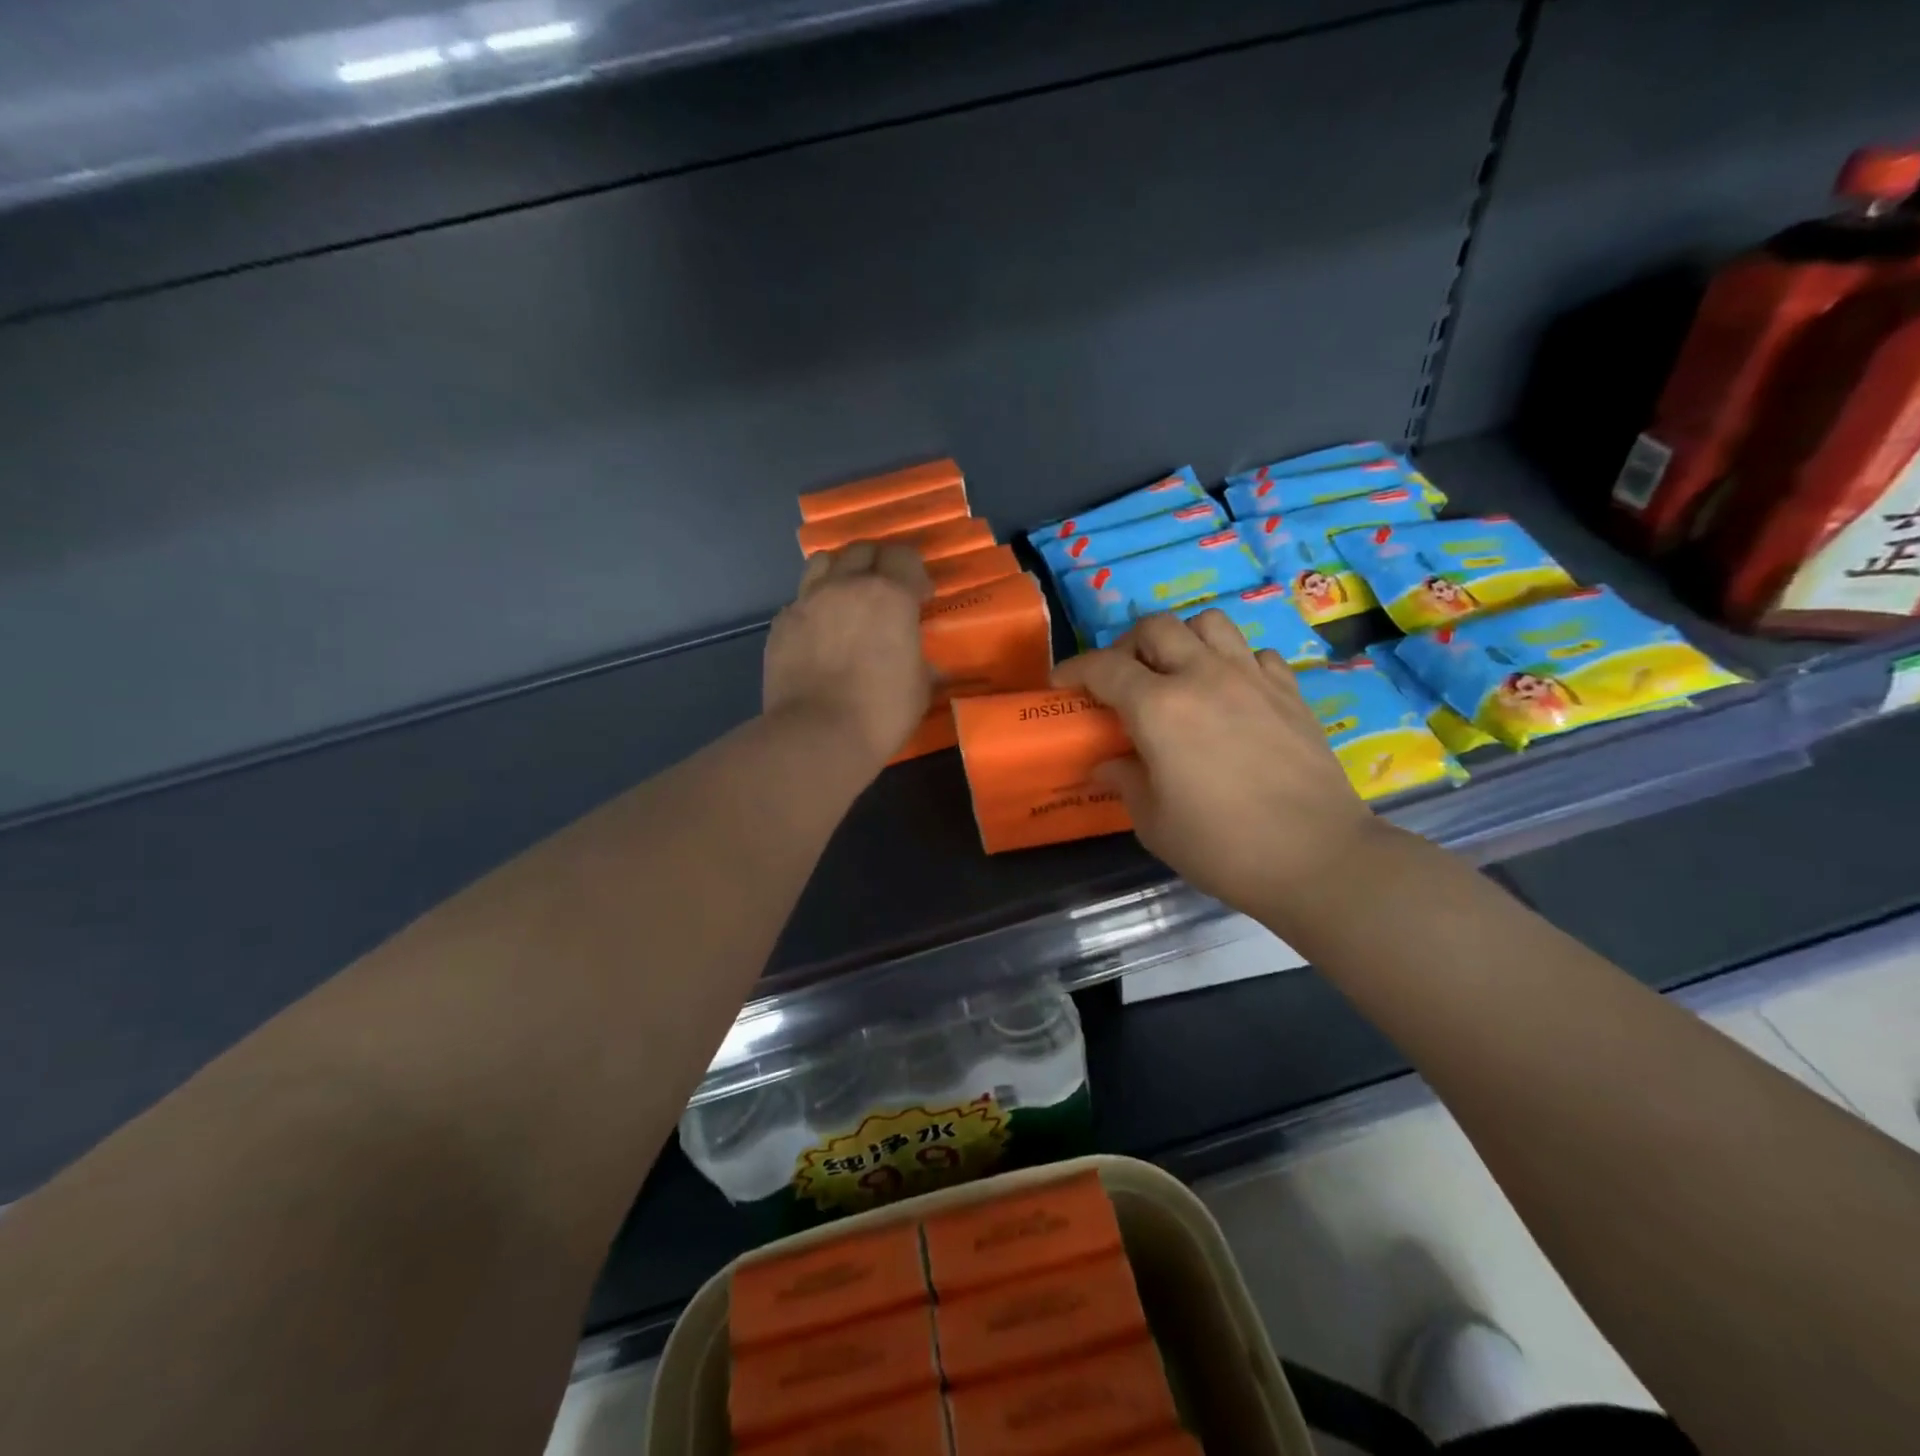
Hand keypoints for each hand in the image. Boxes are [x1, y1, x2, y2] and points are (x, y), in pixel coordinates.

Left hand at [764, 541, 933, 767]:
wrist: (816, 736)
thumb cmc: (881, 712)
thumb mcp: (919, 687)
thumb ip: (919, 660)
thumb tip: (920, 660)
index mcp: (889, 595)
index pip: (904, 555)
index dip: (915, 572)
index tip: (920, 597)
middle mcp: (846, 586)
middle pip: (862, 549)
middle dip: (878, 563)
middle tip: (885, 592)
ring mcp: (807, 601)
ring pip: (823, 562)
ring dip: (840, 572)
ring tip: (846, 599)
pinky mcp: (780, 624)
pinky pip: (800, 599)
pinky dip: (813, 606)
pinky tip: (819, 632)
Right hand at [1052, 611, 1390, 925]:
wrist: (1318, 859)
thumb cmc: (1223, 847)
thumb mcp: (1154, 824)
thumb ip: (1125, 782)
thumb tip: (1107, 763)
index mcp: (1159, 709)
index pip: (1104, 668)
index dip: (1075, 670)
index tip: (1062, 683)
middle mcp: (1203, 677)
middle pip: (1156, 627)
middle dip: (1127, 646)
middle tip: (1122, 680)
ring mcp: (1252, 678)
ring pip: (1209, 623)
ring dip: (1183, 640)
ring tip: (1178, 673)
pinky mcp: (1290, 691)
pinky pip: (1255, 653)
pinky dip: (1234, 661)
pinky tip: (1231, 693)